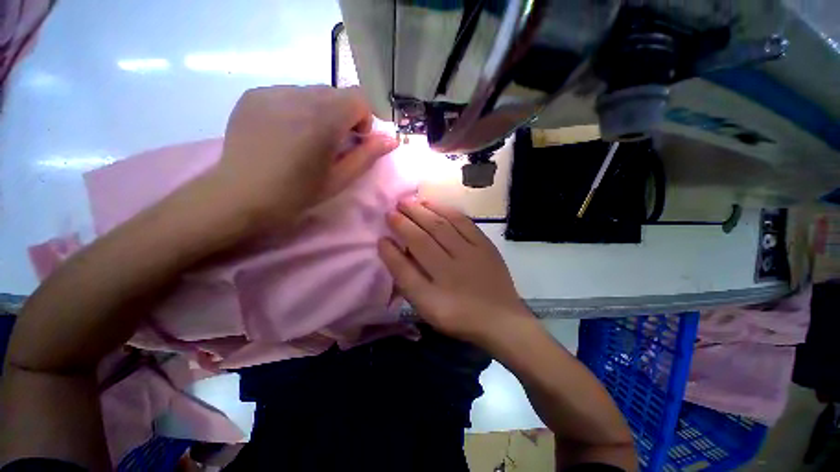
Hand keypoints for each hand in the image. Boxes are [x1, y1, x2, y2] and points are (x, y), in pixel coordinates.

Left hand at [212, 85, 397, 228]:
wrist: (240, 196)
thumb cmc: (296, 194)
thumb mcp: (339, 179)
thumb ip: (367, 156)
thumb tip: (391, 139)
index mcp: (323, 120)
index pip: (358, 97)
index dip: (363, 118)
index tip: (354, 140)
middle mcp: (298, 96)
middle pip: (336, 93)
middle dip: (343, 115)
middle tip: (331, 143)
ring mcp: (272, 92)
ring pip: (312, 92)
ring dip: (319, 111)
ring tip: (305, 139)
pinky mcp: (253, 95)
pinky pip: (288, 94)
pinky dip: (296, 109)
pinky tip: (284, 133)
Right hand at [378, 199, 532, 345]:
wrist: (501, 319)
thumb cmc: (459, 316)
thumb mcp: (427, 309)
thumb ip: (408, 281)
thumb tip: (391, 251)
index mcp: (434, 294)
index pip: (405, 267)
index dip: (390, 252)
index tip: (380, 237)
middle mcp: (450, 270)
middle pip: (422, 239)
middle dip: (403, 222)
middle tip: (391, 209)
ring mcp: (470, 255)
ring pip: (441, 226)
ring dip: (422, 211)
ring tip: (407, 201)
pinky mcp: (485, 245)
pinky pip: (463, 222)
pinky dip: (446, 211)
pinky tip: (434, 205)